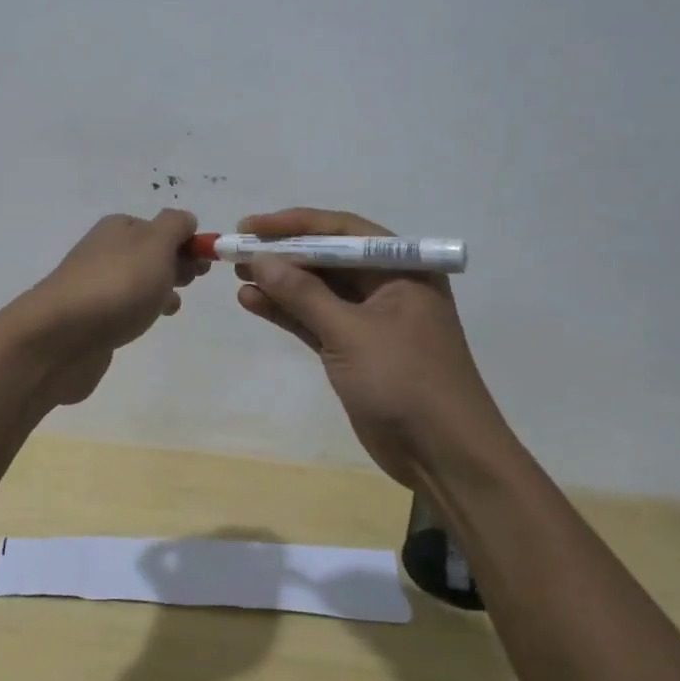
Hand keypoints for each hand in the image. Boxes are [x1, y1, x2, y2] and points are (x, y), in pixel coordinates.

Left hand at [12, 209, 208, 405]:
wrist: (60, 337)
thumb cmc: (116, 286)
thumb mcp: (156, 244)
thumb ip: (175, 226)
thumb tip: (185, 221)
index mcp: (119, 228)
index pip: (163, 227)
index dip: (187, 243)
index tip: (203, 267)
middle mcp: (105, 251)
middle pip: (150, 253)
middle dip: (175, 266)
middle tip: (188, 284)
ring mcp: (95, 285)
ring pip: (138, 282)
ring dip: (159, 290)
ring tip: (170, 308)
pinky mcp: (90, 318)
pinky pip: (124, 308)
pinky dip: (140, 312)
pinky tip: (146, 324)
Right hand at [232, 208, 494, 486]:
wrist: (443, 455)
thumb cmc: (405, 381)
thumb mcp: (350, 333)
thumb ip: (303, 294)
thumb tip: (260, 259)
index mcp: (401, 268)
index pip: (342, 231)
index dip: (294, 225)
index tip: (251, 226)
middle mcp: (387, 286)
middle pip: (328, 258)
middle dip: (283, 253)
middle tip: (237, 249)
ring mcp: (371, 320)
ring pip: (318, 290)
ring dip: (280, 283)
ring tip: (236, 274)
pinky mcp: (355, 350)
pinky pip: (316, 320)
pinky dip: (287, 311)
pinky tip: (252, 301)